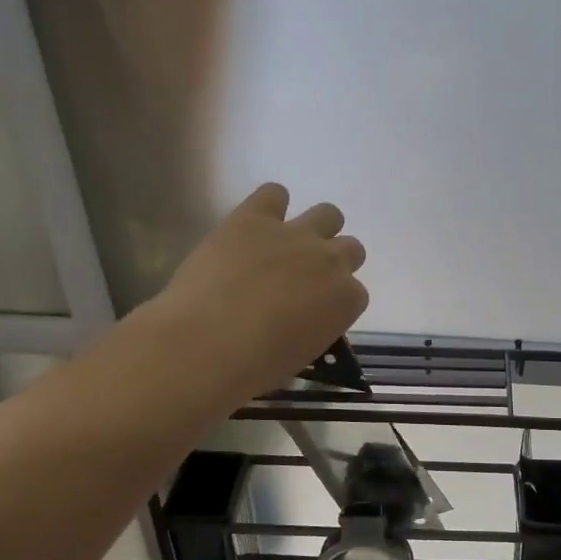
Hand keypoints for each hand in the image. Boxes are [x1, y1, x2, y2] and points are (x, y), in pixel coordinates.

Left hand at [153, 183, 368, 399]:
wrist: (205, 344)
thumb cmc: (254, 366)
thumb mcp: (301, 355)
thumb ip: (313, 327)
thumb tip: (300, 319)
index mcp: (346, 301)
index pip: (355, 293)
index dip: (334, 299)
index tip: (315, 310)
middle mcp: (330, 261)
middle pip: (350, 248)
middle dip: (331, 261)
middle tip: (303, 278)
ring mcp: (294, 234)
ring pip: (328, 214)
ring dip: (314, 228)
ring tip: (285, 245)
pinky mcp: (254, 217)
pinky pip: (274, 193)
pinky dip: (270, 204)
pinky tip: (255, 224)